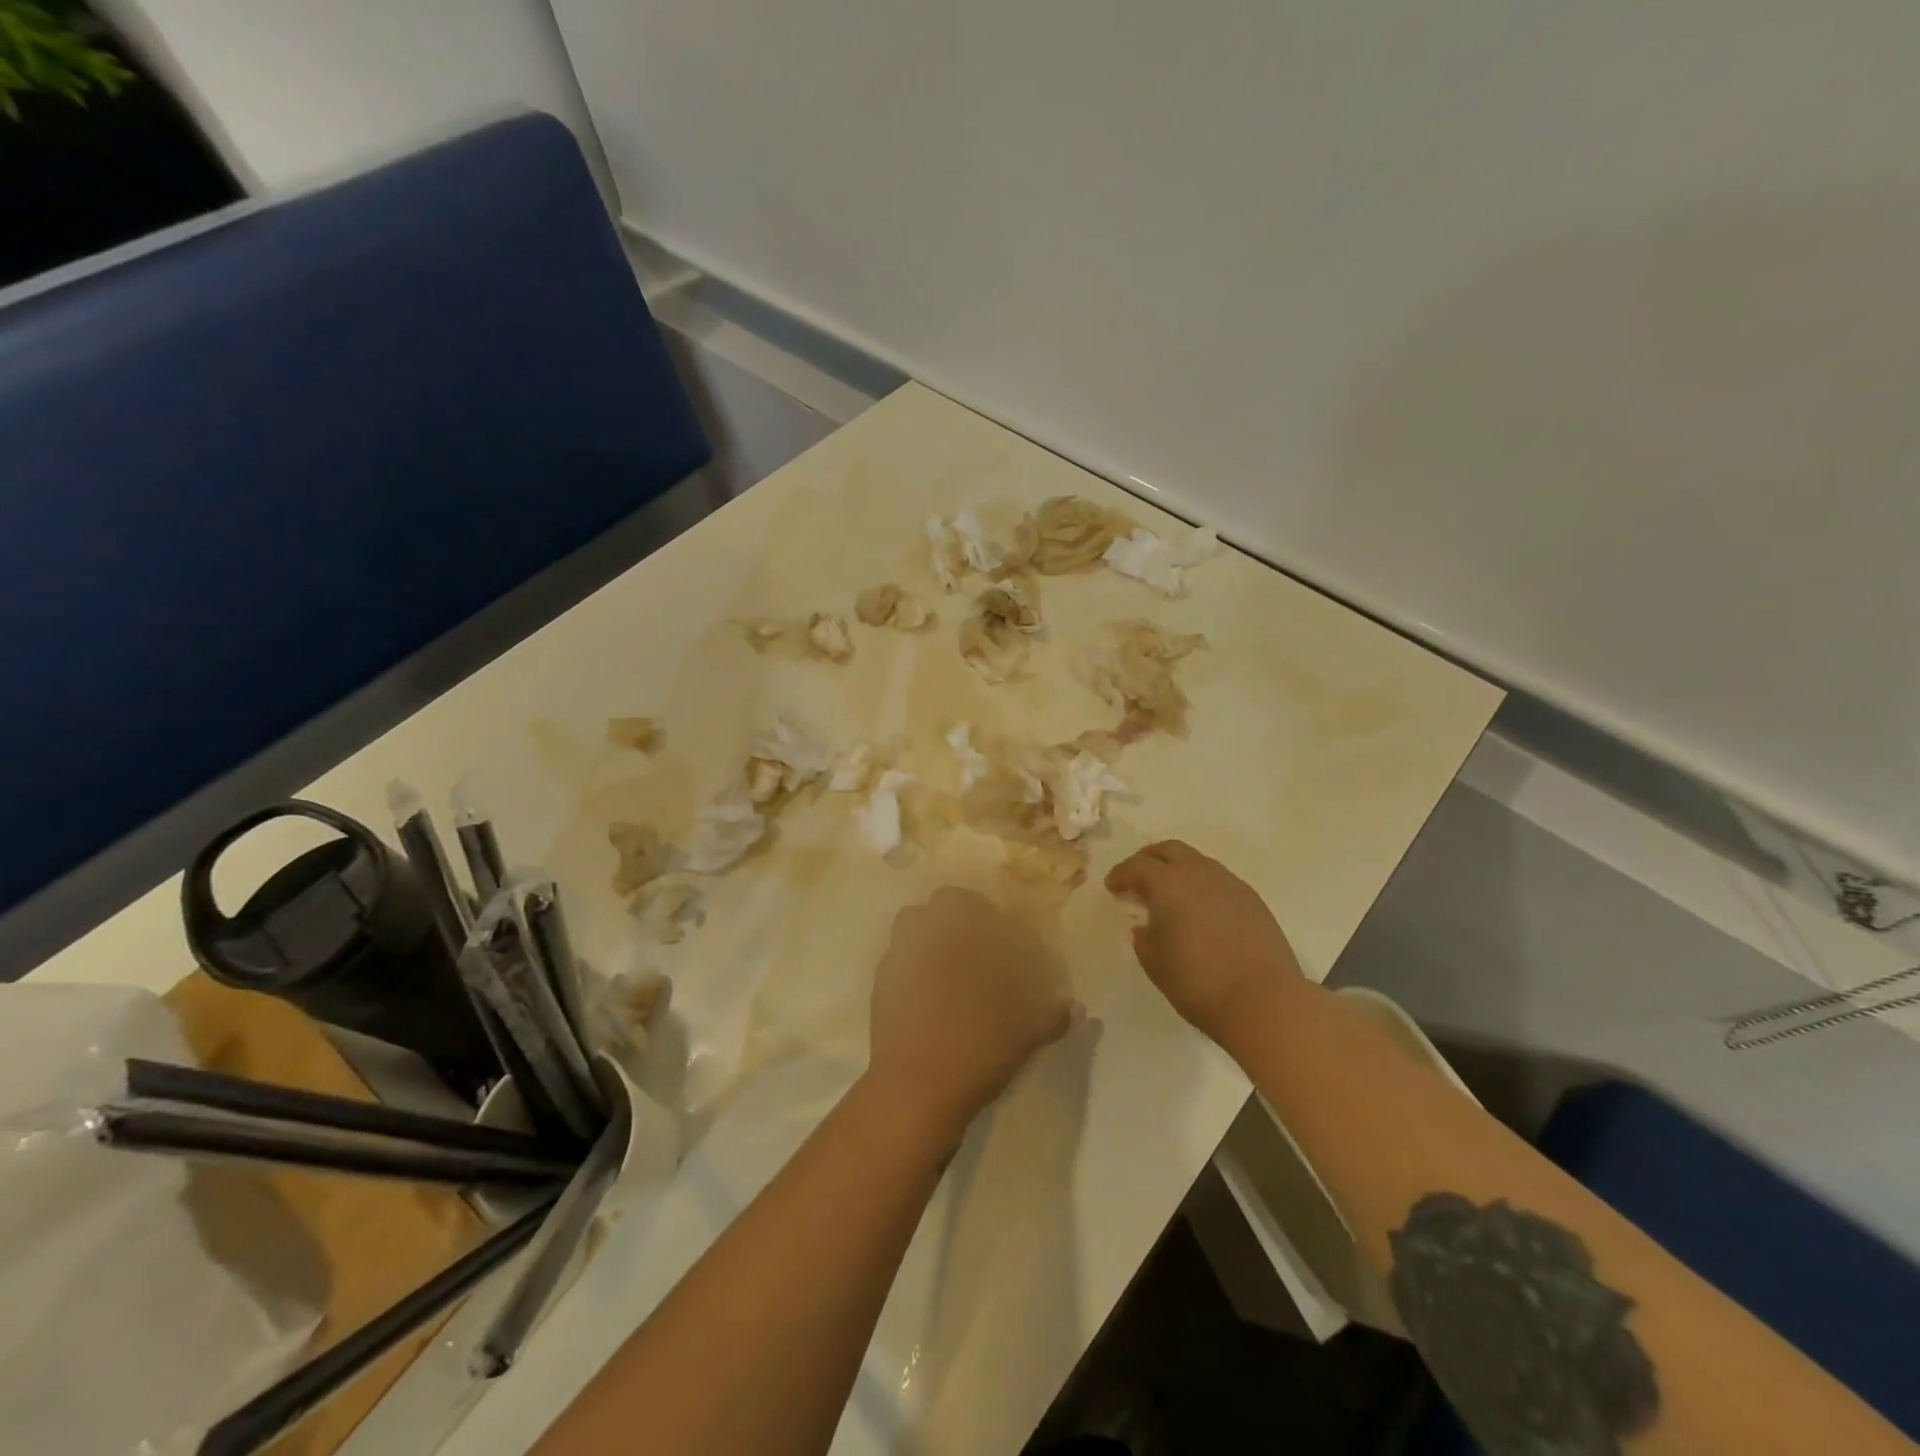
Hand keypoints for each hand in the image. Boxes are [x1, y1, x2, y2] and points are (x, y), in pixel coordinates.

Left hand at [868, 887, 1077, 1141]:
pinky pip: (899, 953)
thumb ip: (1053, 1014)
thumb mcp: (1028, 1033)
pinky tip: (926, 989)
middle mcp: (935, 932)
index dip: (1002, 920)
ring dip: (933, 929)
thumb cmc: (980, 1048)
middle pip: (948, 901)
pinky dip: (914, 959)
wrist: (918, 1084)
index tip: (1012, 940)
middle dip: (964, 913)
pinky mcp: (882, 978)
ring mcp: (903, 952)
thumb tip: (1076, 1008)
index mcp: (972, 935)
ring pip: (916, 920)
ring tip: (950, 960)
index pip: (988, 907)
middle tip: (981, 944)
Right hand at [1105, 840, 1306, 1048]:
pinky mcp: (1253, 900)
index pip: (1137, 866)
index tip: (1112, 887)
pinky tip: (1200, 910)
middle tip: (1138, 878)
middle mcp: (1199, 873)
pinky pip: (1219, 880)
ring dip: (1178, 870)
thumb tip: (1145, 927)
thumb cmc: (1198, 982)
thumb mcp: (1156, 963)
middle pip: (1169, 850)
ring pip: (1197, 862)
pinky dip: (1202, 886)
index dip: (1121, 874)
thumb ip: (1144, 939)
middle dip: (1149, 859)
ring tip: (1170, 895)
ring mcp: (1230, 884)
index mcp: (1168, 884)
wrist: (1265, 1001)